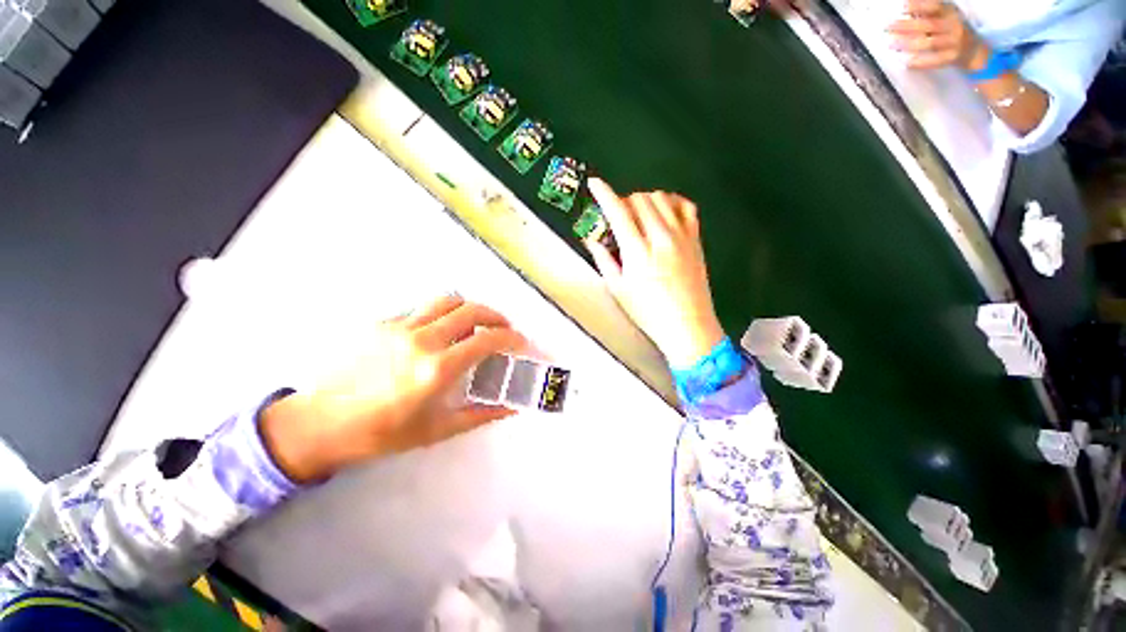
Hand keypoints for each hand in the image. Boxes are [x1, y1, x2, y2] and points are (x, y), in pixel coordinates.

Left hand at [260, 295, 525, 483]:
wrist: (320, 424)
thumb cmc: (382, 433)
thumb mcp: (437, 430)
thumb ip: (481, 414)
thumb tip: (512, 408)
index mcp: (437, 368)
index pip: (487, 339)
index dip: (511, 337)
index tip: (520, 342)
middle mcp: (422, 340)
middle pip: (471, 310)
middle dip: (495, 316)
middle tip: (503, 328)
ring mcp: (399, 327)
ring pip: (447, 301)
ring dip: (469, 308)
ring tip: (476, 322)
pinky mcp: (382, 323)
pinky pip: (422, 310)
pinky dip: (441, 315)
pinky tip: (440, 332)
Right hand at [586, 179, 725, 368]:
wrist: (688, 325)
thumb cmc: (648, 312)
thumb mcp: (618, 289)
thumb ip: (604, 259)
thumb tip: (590, 239)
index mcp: (638, 252)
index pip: (618, 212)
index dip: (604, 194)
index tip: (595, 183)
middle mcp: (661, 237)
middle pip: (640, 199)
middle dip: (624, 201)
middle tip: (618, 217)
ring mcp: (682, 235)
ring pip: (662, 197)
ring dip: (645, 200)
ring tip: (639, 215)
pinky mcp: (695, 238)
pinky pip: (686, 206)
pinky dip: (672, 202)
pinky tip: (664, 213)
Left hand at [887, 0, 988, 70]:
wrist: (972, 49)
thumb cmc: (949, 29)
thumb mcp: (942, 15)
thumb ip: (926, 13)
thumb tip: (905, 6)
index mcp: (949, 12)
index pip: (935, 7)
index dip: (919, 6)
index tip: (903, 7)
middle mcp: (953, 25)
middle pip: (929, 25)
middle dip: (907, 25)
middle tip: (888, 26)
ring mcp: (954, 42)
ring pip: (930, 43)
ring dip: (909, 43)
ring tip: (891, 43)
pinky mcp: (952, 57)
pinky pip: (935, 61)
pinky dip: (920, 62)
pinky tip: (907, 62)